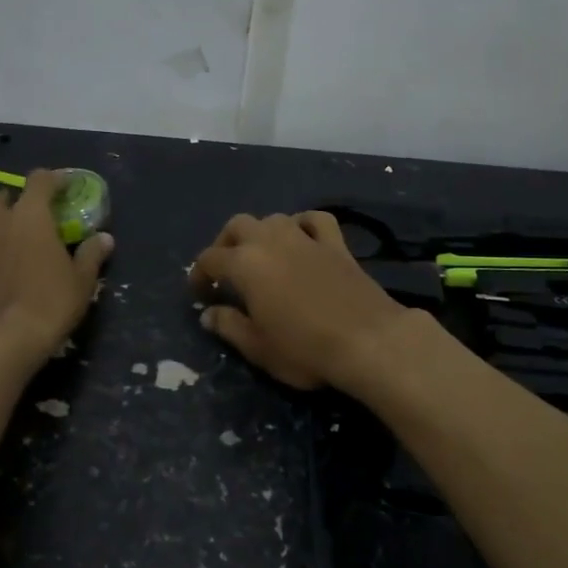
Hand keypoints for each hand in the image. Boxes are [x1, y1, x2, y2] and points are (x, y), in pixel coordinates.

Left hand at [0, 169, 112, 364]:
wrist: (8, 340)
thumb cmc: (52, 305)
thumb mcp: (82, 281)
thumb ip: (92, 255)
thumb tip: (105, 238)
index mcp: (31, 217)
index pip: (39, 181)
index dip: (51, 179)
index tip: (61, 187)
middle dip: (9, 202)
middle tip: (21, 218)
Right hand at [189, 212, 410, 389]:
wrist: (369, 341)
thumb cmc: (305, 349)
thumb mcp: (258, 347)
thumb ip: (229, 326)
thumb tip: (208, 313)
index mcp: (245, 265)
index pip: (210, 259)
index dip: (199, 274)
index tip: (199, 293)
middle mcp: (271, 241)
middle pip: (238, 225)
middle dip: (226, 243)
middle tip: (225, 270)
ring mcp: (306, 239)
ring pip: (274, 218)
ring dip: (261, 232)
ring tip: (261, 255)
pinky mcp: (336, 244)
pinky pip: (315, 220)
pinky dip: (303, 223)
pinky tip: (302, 236)